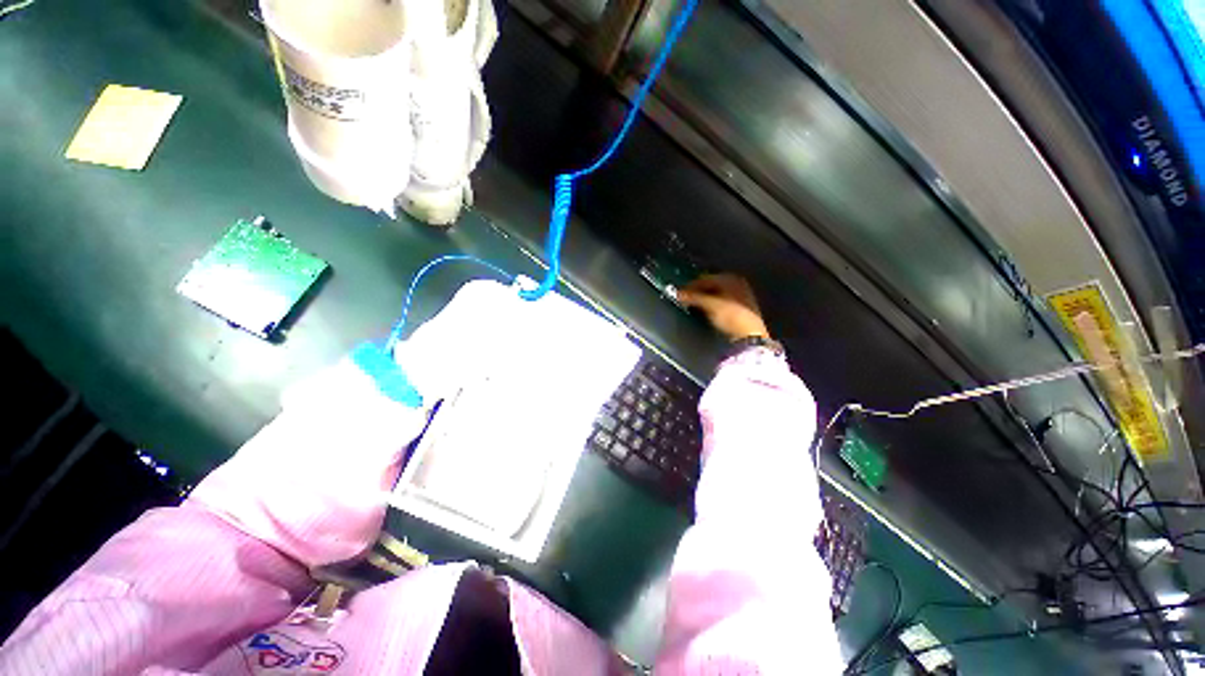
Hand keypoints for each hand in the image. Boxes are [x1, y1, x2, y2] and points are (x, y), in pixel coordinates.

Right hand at [676, 273, 769, 340]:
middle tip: (686, 300)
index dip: (691, 285)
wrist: (750, 335)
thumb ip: (693, 297)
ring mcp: (741, 295)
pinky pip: (722, 301)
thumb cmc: (731, 315)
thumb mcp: (709, 305)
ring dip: (704, 299)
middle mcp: (737, 283)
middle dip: (698, 292)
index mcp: (730, 278)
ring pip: (716, 293)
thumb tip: (678, 293)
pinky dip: (712, 304)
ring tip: (694, 306)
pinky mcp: (741, 308)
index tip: (680, 293)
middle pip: (711, 285)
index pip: (705, 278)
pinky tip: (706, 311)